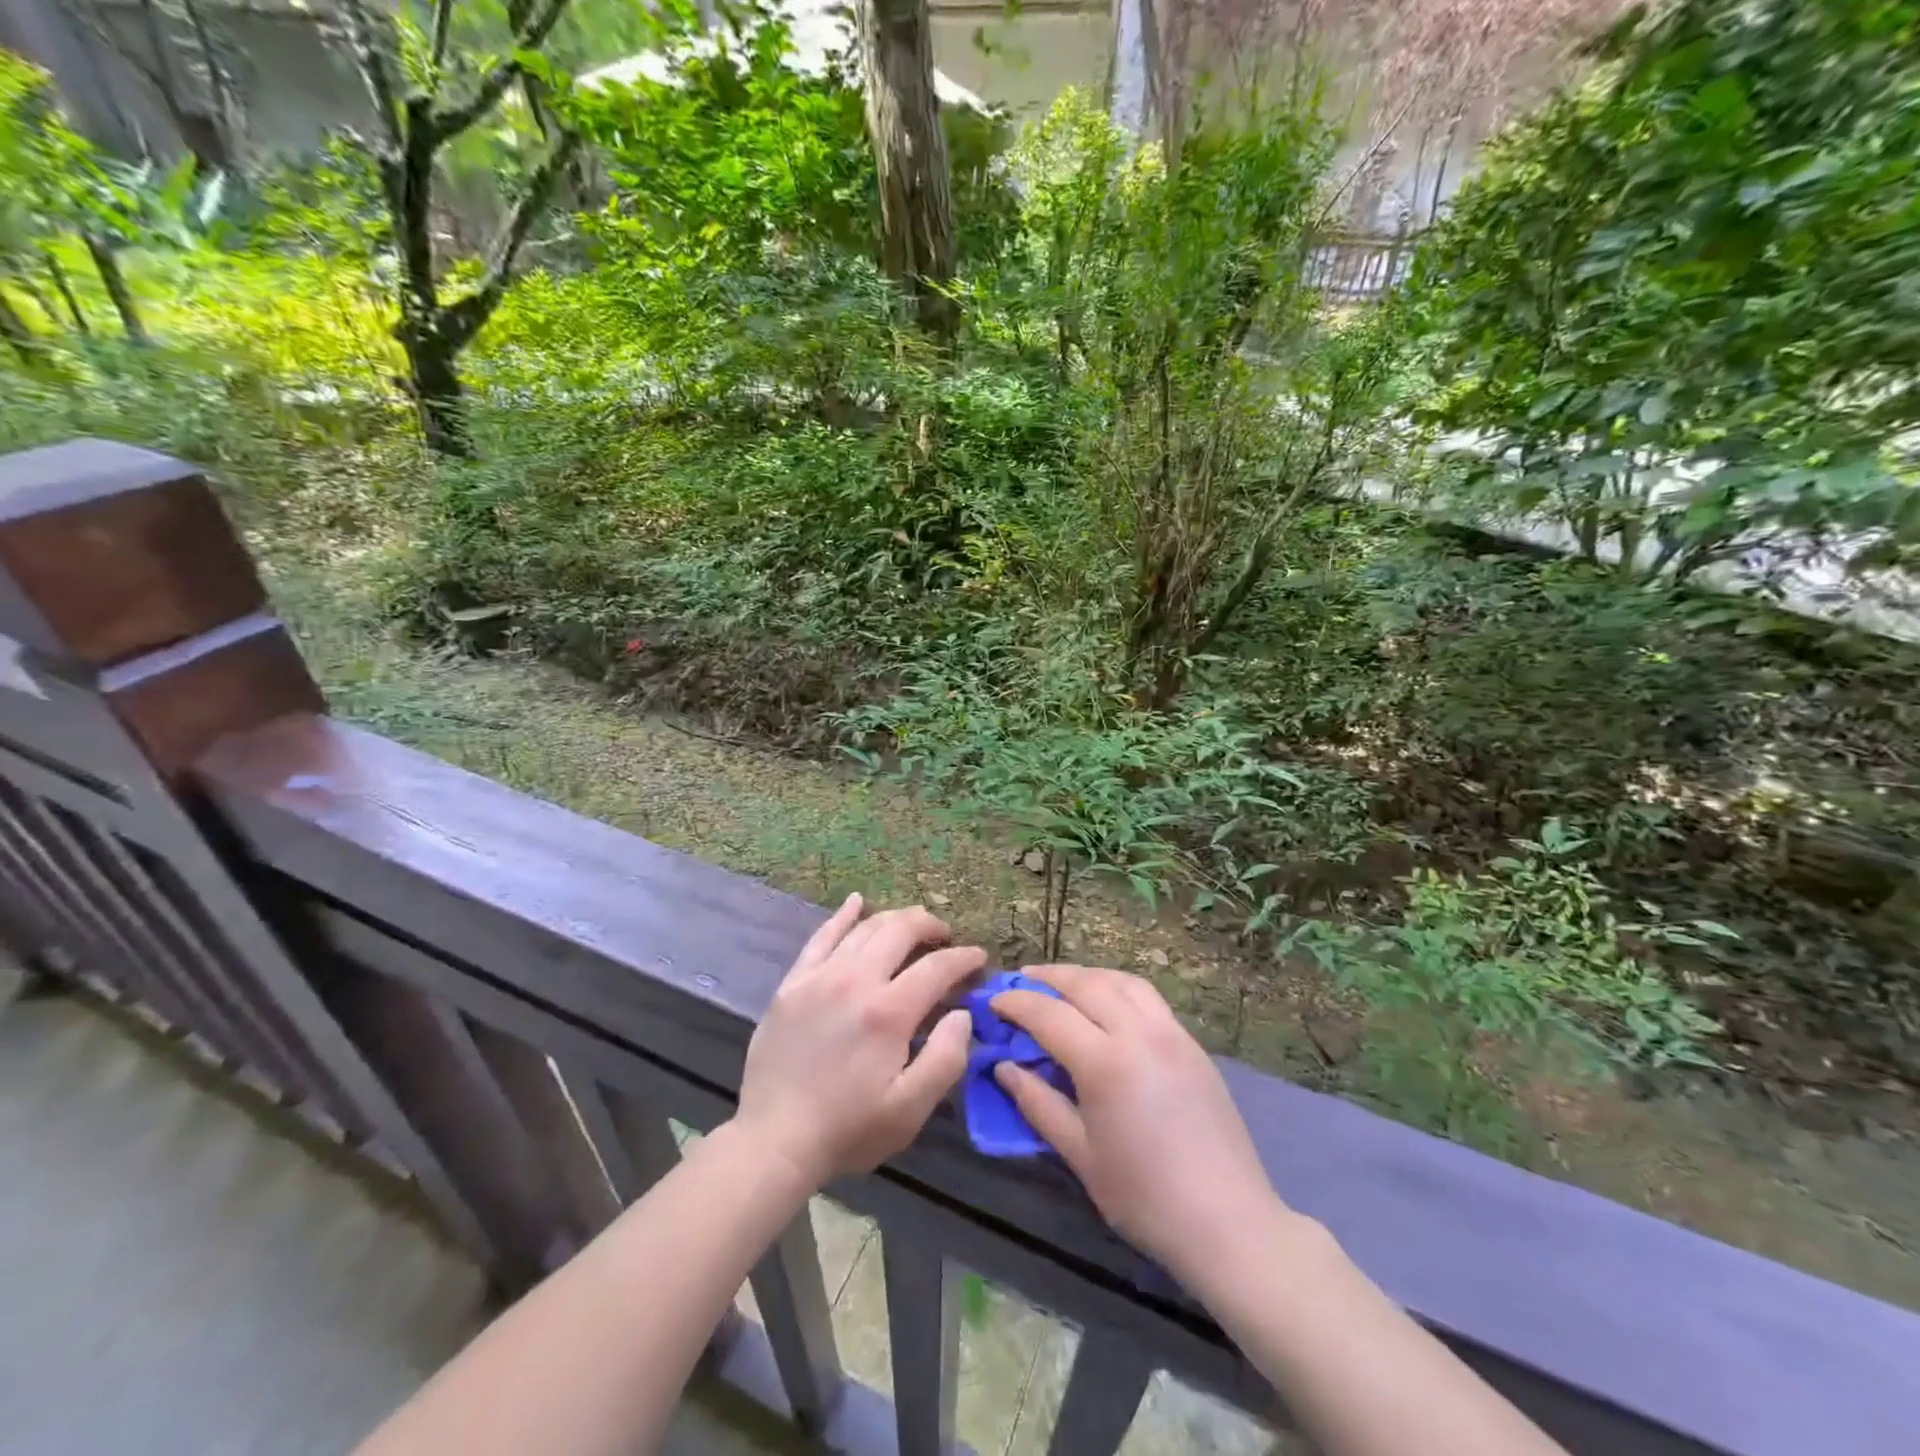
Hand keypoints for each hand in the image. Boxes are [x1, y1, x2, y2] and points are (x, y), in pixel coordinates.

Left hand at [732, 895, 982, 1190]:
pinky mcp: (793, 982)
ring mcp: (820, 976)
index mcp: (888, 1012)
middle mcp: (855, 980)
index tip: (978, 958)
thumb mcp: (910, 1110)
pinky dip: (843, 915)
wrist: (774, 1140)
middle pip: (900, 930)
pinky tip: (857, 902)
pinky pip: (821, 935)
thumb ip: (946, 1058)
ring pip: (865, 927)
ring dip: (895, 919)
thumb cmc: (848, 1129)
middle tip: (945, 937)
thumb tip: (962, 1013)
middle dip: (930, 926)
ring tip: (912, 924)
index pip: (937, 967)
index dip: (963, 959)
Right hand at [992, 965, 1281, 1282]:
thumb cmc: (1144, 1197)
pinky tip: (1107, 1005)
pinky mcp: (1192, 1043)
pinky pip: (1148, 997)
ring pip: (1121, 980)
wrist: (1227, 1221)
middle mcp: (1138, 1033)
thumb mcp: (1080, 1155)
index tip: (993, 1000)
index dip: (1016, 1002)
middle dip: (1048, 977)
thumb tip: (1004, 1067)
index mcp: (1105, 1062)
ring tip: (1062, 985)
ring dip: (1086, 975)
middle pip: (1085, 983)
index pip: (1048, 1014)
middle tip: (1021, 981)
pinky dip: (1118, 987)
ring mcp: (1171, 1033)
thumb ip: (1038, 1103)